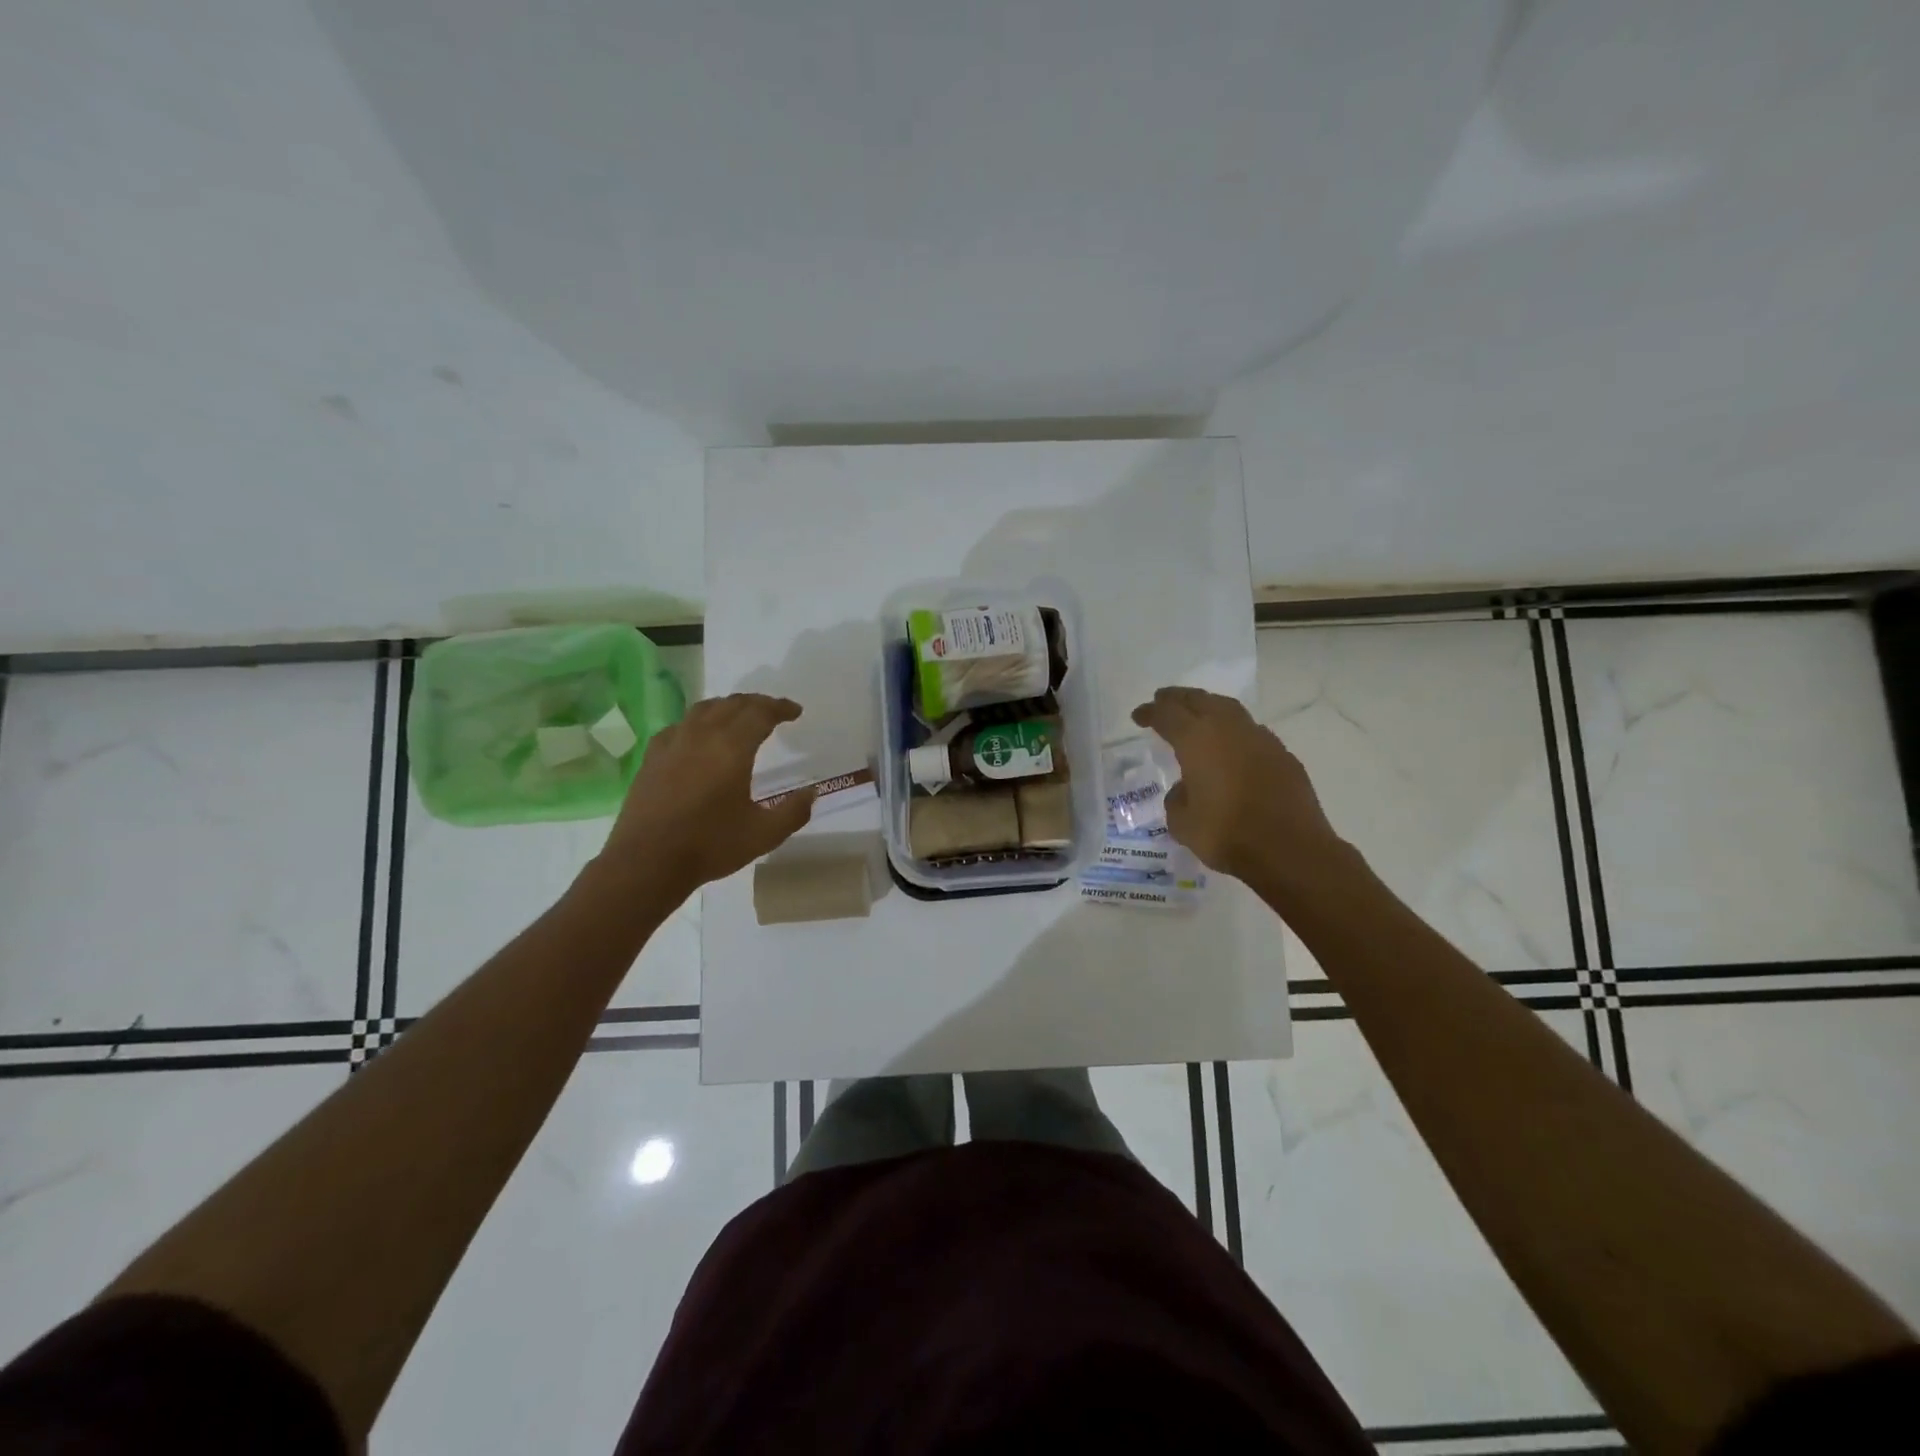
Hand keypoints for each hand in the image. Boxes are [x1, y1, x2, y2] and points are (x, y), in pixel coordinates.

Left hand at [596, 694, 812, 901]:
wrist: (647, 862)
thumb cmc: (710, 846)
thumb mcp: (764, 834)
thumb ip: (793, 811)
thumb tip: (811, 792)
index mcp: (732, 748)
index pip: (760, 713)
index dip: (780, 708)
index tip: (795, 712)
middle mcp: (702, 736)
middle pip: (733, 704)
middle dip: (757, 703)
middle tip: (774, 712)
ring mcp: (673, 744)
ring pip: (704, 709)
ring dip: (728, 706)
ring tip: (740, 716)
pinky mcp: (653, 757)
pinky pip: (680, 725)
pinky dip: (699, 721)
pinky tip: (699, 736)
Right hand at [1130, 686, 1344, 886]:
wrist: (1290, 850)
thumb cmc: (1227, 835)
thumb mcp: (1183, 823)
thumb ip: (1177, 799)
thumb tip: (1186, 788)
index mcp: (1197, 740)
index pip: (1168, 715)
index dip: (1150, 712)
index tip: (1138, 716)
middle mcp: (1228, 730)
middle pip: (1200, 700)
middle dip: (1178, 698)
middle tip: (1163, 699)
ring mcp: (1261, 740)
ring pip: (1229, 710)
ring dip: (1209, 707)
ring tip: (1197, 714)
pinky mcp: (1283, 756)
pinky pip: (1252, 732)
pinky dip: (1234, 731)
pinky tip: (1231, 745)